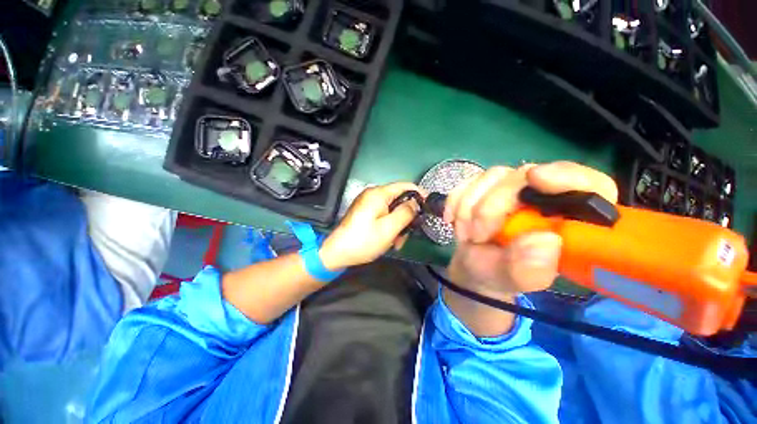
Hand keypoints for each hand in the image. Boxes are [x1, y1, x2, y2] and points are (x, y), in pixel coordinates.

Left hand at [320, 182, 425, 269]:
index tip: (429, 207)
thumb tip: (416, 202)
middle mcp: (373, 195)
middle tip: (408, 233)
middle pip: (399, 199)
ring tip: (397, 242)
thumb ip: (406, 212)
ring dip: (399, 225)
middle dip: (407, 216)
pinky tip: (389, 240)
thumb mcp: (389, 228)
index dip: (419, 194)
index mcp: (378, 194)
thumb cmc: (364, 241)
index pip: (405, 186)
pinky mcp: (365, 213)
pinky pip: (384, 215)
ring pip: (392, 210)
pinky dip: (390, 226)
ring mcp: (368, 204)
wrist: (337, 253)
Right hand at [444, 161, 617, 300]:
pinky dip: (455, 201)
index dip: (566, 176)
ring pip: (491, 177)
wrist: (473, 266)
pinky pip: (467, 183)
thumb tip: (546, 241)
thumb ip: (529, 269)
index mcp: (569, 218)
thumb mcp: (515, 279)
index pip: (590, 185)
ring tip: (465, 235)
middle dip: (491, 207)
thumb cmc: (500, 274)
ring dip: (469, 207)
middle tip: (476, 236)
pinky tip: (452, 220)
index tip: (535, 179)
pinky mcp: (484, 187)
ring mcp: (510, 187)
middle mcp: (543, 195)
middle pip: (523, 177)